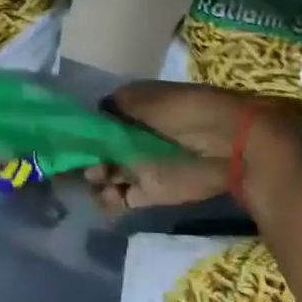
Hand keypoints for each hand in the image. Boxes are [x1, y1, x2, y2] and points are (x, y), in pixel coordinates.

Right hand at [86, 80, 301, 212]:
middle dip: (85, 157)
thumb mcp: (150, 101)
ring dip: (95, 178)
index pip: (99, 120)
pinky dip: (109, 200)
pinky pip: (122, 197)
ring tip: (96, 179)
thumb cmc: (189, 113)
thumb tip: (94, 113)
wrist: (233, 145)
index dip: (83, 129)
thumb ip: (117, 108)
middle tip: (80, 162)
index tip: (68, 137)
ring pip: (106, 173)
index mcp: (133, 110)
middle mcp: (133, 137)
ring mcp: (141, 164)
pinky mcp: (152, 189)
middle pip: (99, 149)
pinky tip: (104, 196)